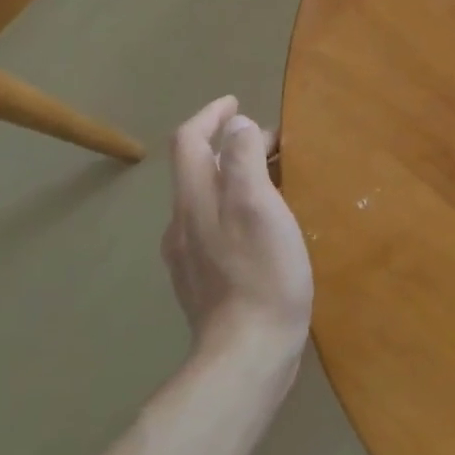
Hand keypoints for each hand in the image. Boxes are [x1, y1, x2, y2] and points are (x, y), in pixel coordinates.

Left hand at [162, 96, 312, 361]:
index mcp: (194, 201)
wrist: (247, 352)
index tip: (236, 102)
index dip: (210, 115)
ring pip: (205, 200)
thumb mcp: (258, 206)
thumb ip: (243, 160)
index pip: (189, 142)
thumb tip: (237, 127)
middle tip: (271, 141)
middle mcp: (183, 224)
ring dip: (232, 177)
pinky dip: (234, 208)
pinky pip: (214, 228)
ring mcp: (189, 256)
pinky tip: (260, 225)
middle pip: (196, 169)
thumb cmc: (262, 273)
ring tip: (270, 177)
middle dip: (228, 145)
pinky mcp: (204, 282)